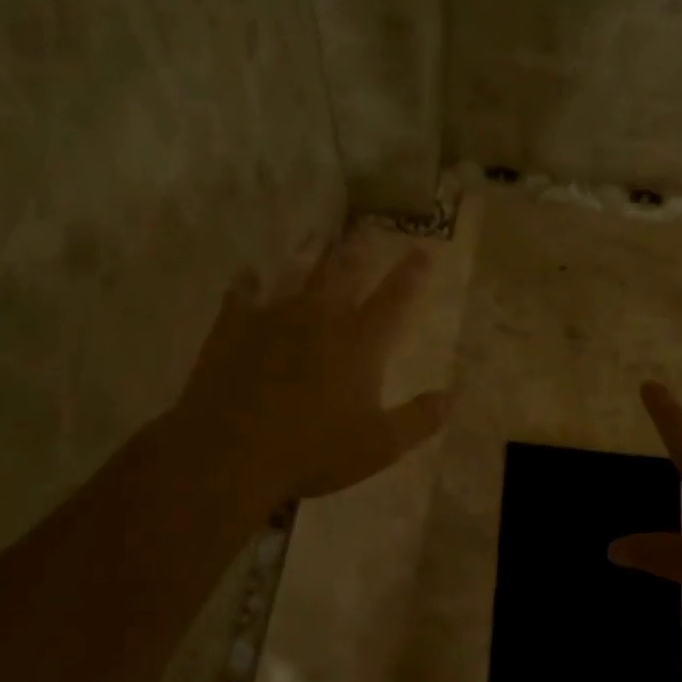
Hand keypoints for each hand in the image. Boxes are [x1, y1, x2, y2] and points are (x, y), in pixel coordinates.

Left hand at [162, 234, 448, 506]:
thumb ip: (418, 420)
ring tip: (317, 238)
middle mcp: (321, 318)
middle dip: (360, 250)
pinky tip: (248, 277)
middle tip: (366, 230)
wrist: (230, 452)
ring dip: (311, 255)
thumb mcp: (379, 446)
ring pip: (297, 273)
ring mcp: (275, 317)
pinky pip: (243, 294)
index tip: (422, 251)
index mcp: (361, 343)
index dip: (411, 274)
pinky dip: (249, 283)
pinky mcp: (234, 326)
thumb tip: (451, 399)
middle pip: (345, 273)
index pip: (394, 299)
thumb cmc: (313, 451)